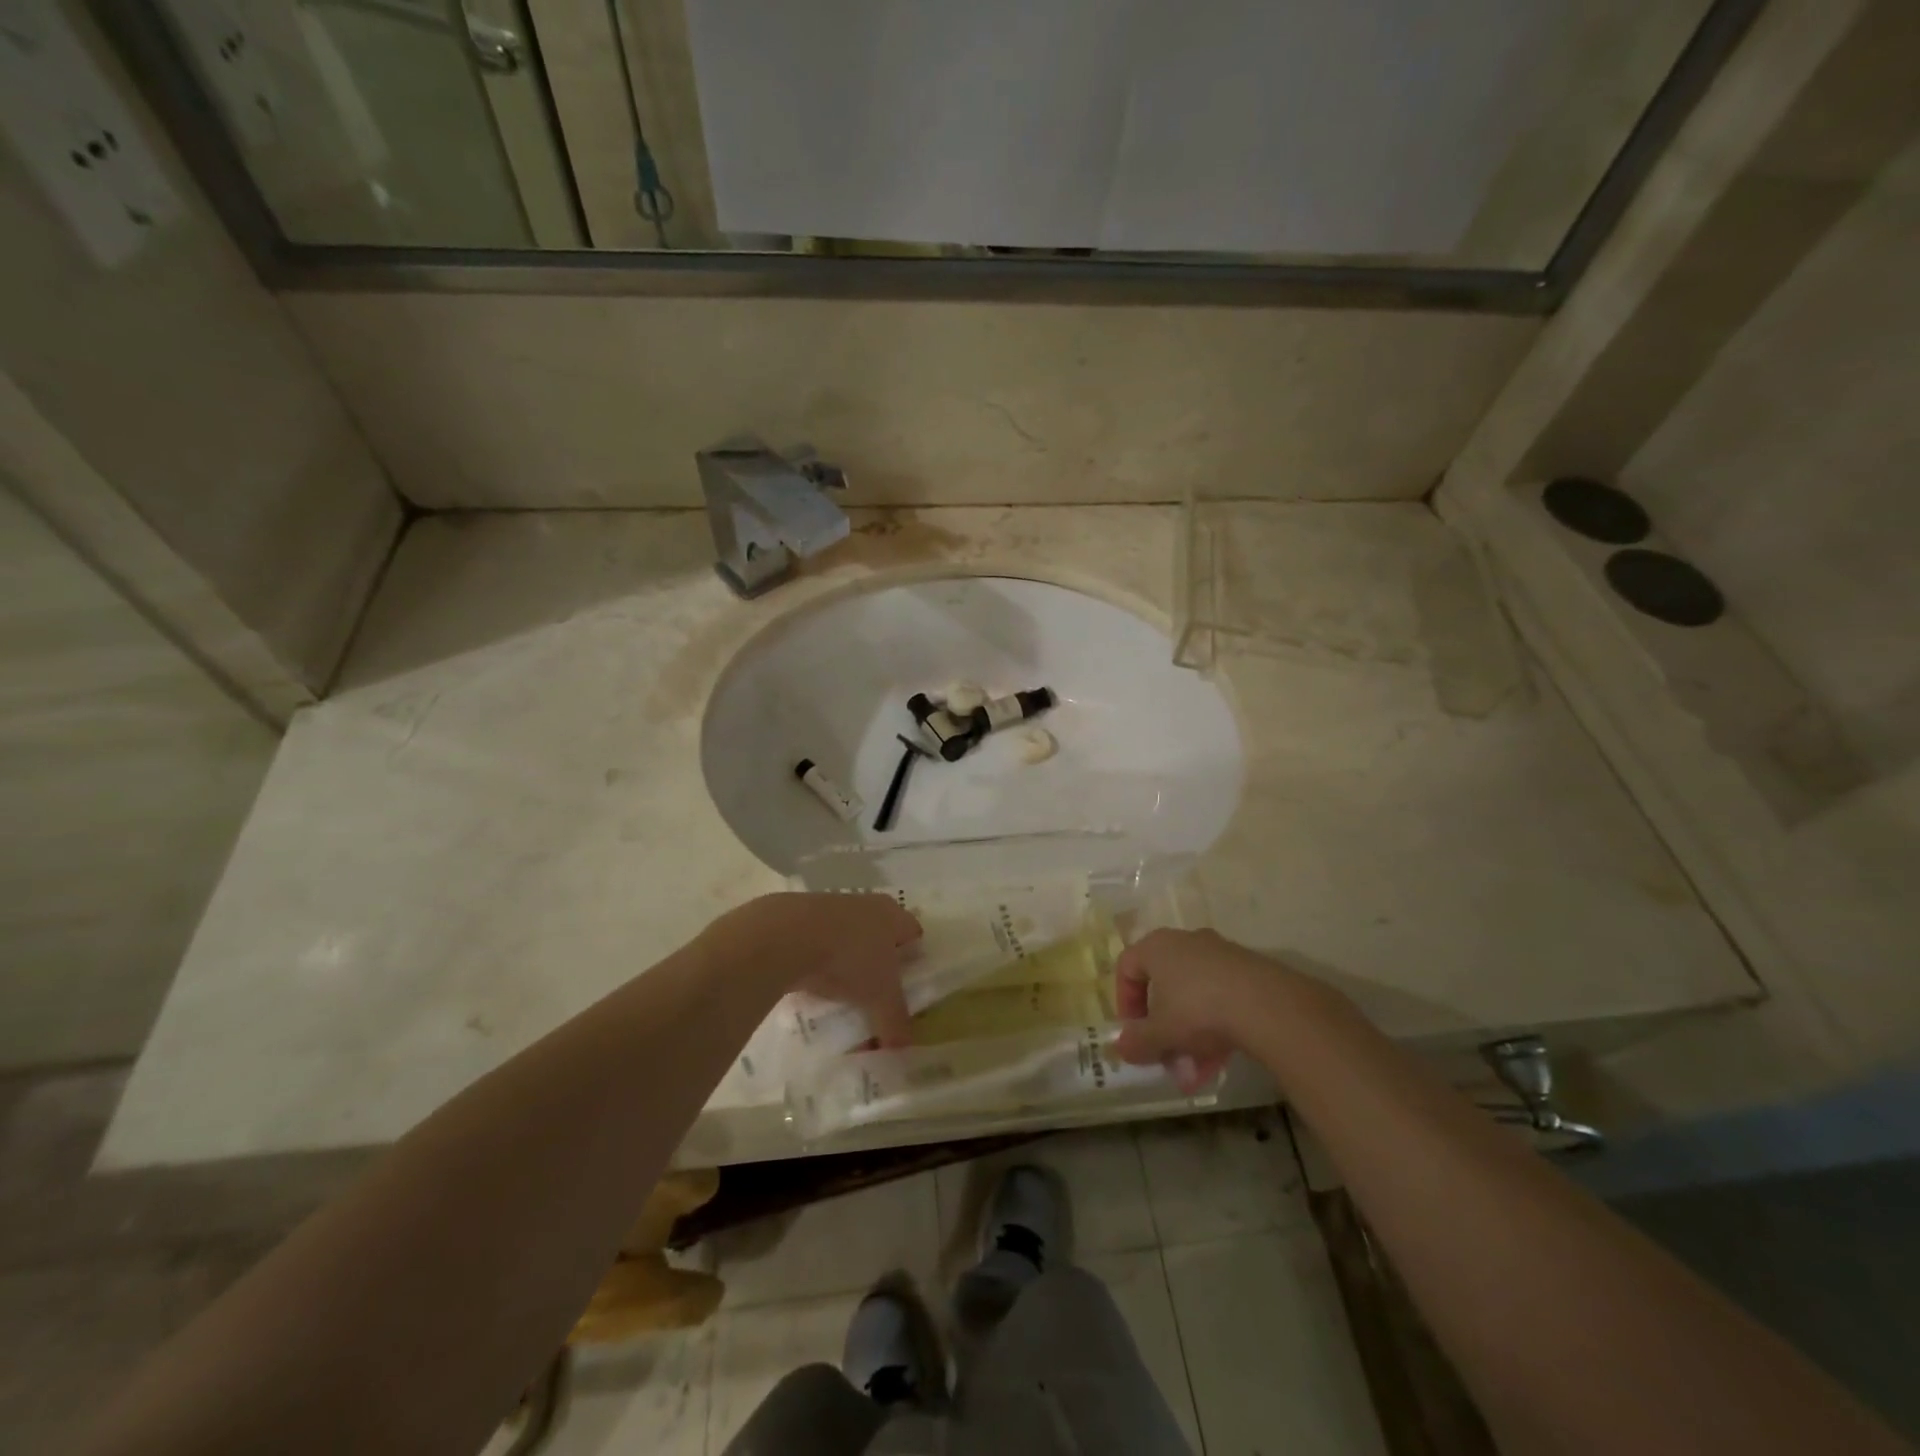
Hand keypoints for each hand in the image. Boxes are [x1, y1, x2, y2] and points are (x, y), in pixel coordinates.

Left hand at [715, 893, 923, 1047]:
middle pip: (880, 937)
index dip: (914, 961)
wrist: (787, 936)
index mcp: (893, 914)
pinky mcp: (799, 916)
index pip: (913, 934)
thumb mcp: (880, 996)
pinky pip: (818, 945)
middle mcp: (866, 904)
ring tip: (842, 999)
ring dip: (846, 965)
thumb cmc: (850, 958)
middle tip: (876, 998)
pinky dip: (818, 964)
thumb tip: (903, 1051)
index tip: (908, 989)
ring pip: (847, 941)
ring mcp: (831, 907)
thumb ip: (895, 1022)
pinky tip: (812, 988)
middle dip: (878, 967)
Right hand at [1111, 929, 1305, 1092]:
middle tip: (1167, 1057)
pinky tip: (1221, 1059)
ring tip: (1197, 1070)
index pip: (1127, 968)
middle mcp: (1186, 942)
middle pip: (1164, 986)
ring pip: (1195, 996)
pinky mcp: (1249, 970)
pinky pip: (1221, 998)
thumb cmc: (1198, 1010)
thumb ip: (1136, 1041)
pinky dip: (1216, 1027)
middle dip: (1163, 1028)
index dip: (1125, 1003)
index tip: (1133, 1033)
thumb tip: (1120, 1047)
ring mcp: (1220, 954)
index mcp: (1156, 947)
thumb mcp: (1161, 1033)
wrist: (1267, 1005)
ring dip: (1190, 1034)